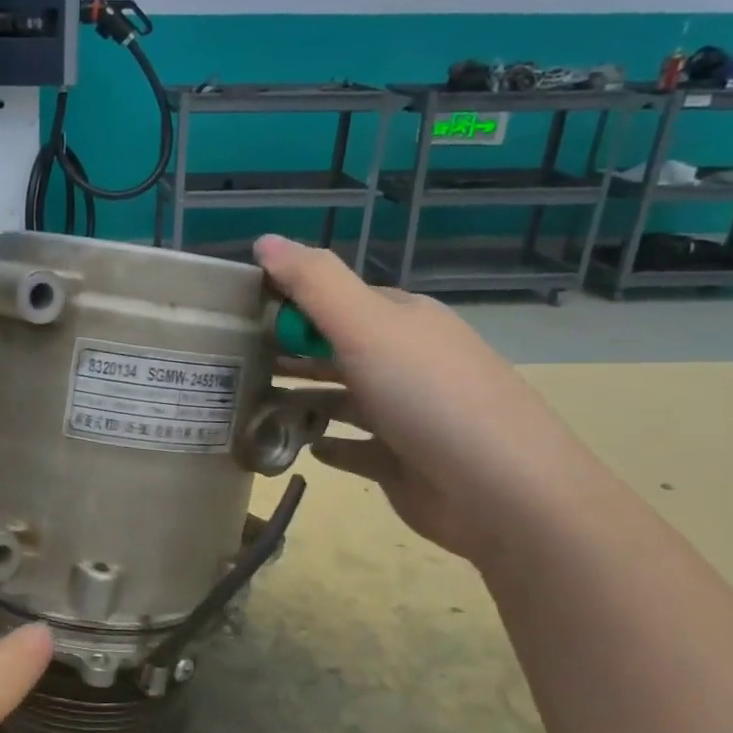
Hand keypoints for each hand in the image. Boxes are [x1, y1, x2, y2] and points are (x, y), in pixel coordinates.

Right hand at [256, 235, 594, 563]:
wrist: (501, 492)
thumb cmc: (428, 396)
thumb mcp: (367, 325)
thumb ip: (314, 281)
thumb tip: (263, 239)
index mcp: (402, 320)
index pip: (336, 298)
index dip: (289, 302)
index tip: (236, 316)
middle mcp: (405, 360)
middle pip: (335, 348)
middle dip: (288, 351)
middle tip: (231, 363)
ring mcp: (405, 413)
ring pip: (340, 397)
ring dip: (300, 398)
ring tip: (249, 405)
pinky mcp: (399, 462)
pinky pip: (352, 447)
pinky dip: (325, 443)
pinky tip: (296, 446)